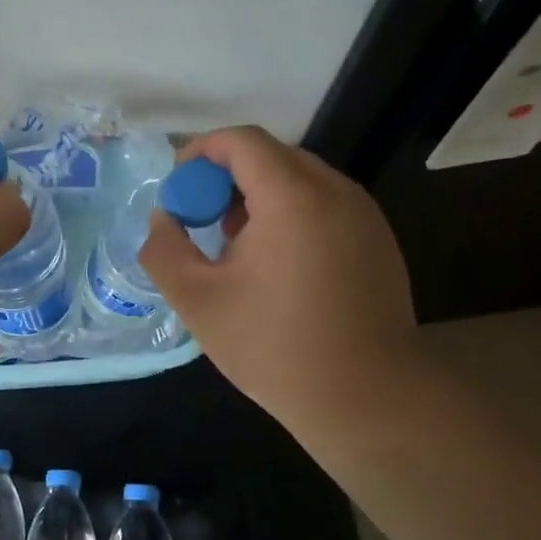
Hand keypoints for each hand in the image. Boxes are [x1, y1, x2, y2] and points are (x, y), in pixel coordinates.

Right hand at [138, 126, 421, 436]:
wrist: (367, 398)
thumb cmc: (274, 347)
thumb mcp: (197, 301)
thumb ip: (165, 249)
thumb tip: (163, 218)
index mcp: (292, 197)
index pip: (241, 141)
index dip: (200, 152)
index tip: (178, 188)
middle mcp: (335, 191)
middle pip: (272, 155)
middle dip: (226, 176)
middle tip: (201, 220)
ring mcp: (364, 215)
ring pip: (300, 179)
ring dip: (259, 196)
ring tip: (236, 246)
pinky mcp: (378, 240)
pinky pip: (324, 204)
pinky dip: (290, 214)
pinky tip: (277, 265)